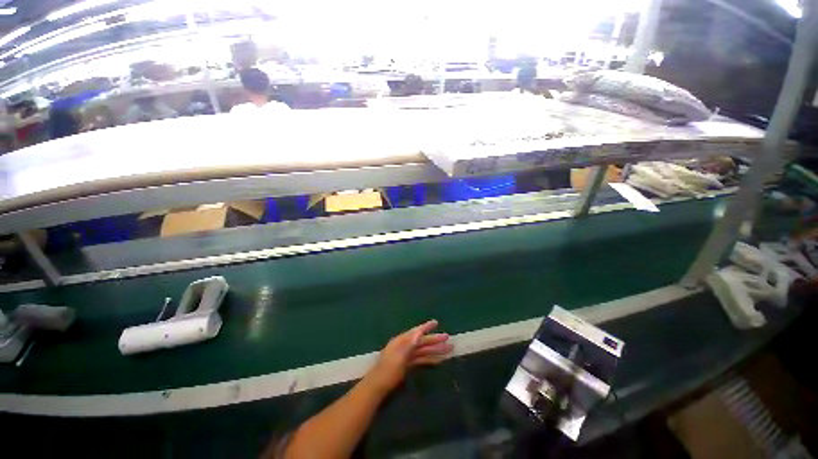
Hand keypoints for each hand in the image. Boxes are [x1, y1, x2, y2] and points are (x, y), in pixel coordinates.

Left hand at [364, 320, 452, 394]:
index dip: (426, 327)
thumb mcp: (399, 357)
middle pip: (421, 341)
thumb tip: (419, 332)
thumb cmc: (388, 371)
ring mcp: (405, 356)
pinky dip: (429, 359)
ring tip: (447, 349)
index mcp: (401, 341)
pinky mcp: (407, 365)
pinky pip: (420, 359)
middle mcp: (404, 346)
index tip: (436, 322)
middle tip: (448, 338)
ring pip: (423, 350)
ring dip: (434, 350)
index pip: (416, 332)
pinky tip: (438, 360)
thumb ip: (409, 344)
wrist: (377, 387)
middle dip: (434, 339)